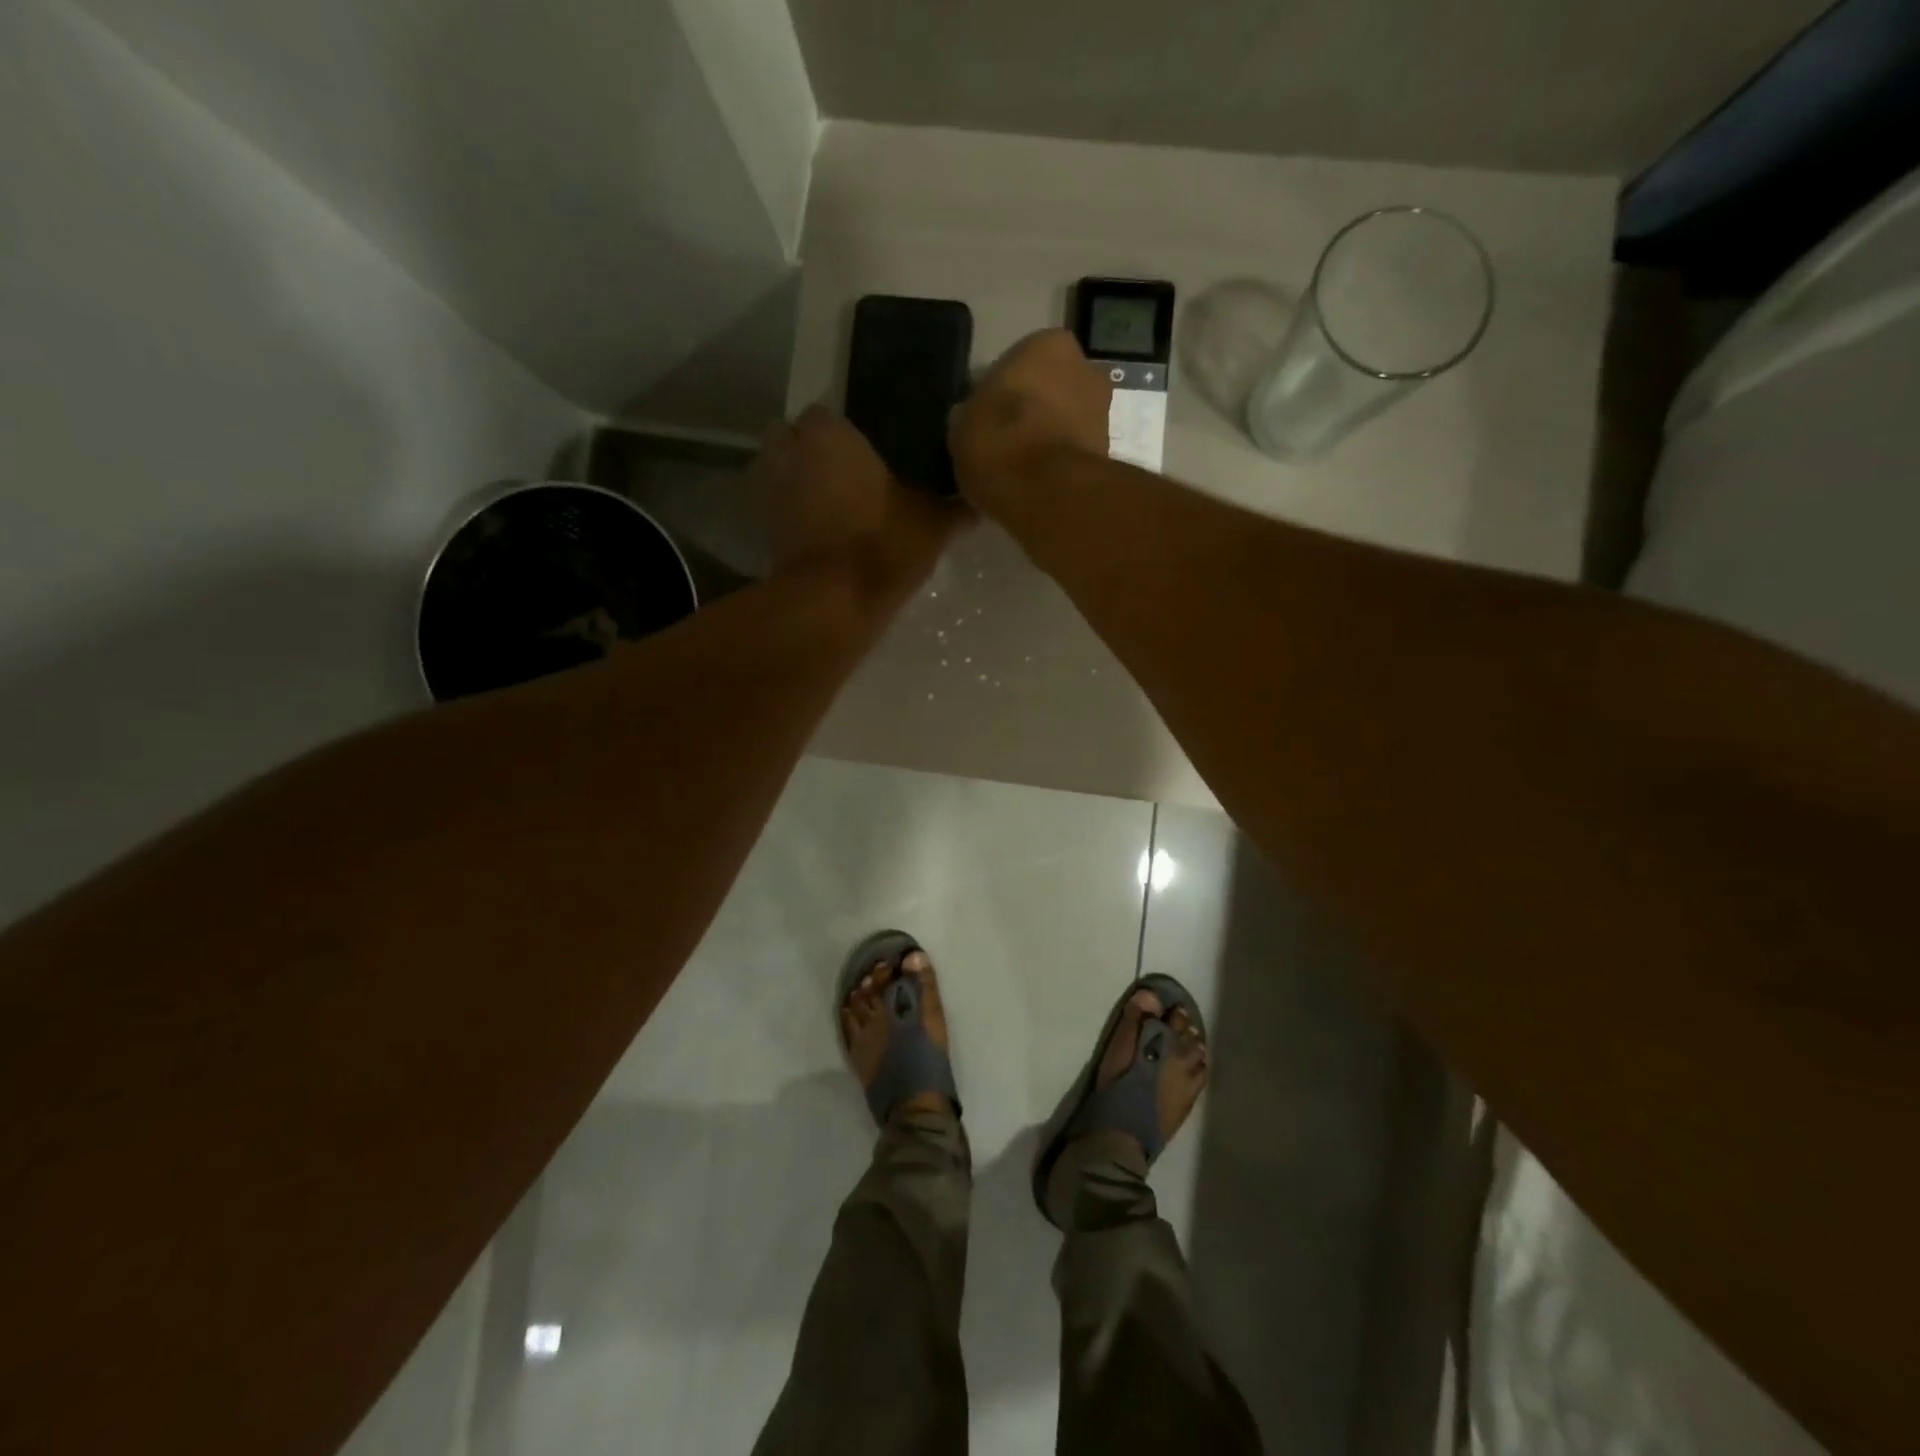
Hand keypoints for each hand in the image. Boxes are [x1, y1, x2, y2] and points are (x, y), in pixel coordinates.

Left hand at [760, 405, 965, 597]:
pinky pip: (779, 509)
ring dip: (798, 482)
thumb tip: (977, 503)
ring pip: (781, 473)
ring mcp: (768, 491)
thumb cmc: (882, 546)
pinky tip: (823, 532)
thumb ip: (954, 507)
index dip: (845, 433)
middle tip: (847, 474)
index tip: (869, 453)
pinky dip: (793, 516)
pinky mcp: (763, 530)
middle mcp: (788, 452)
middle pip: (792, 438)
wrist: (833, 603)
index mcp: (828, 434)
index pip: (826, 413)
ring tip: (833, 504)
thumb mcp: (932, 524)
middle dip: (812, 452)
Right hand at [949, 329, 1110, 514]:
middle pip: (1048, 391)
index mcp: (1048, 344)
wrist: (1046, 492)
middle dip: (1031, 413)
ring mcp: (1101, 412)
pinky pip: (1071, 453)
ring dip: (1045, 439)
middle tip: (1002, 443)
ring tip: (1016, 470)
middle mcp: (1084, 369)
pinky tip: (1033, 485)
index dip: (1000, 393)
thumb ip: (972, 413)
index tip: (985, 419)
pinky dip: (1056, 465)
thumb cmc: (1000, 441)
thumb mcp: (962, 423)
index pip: (1018, 363)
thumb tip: (971, 420)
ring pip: (1063, 422)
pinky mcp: (1106, 454)